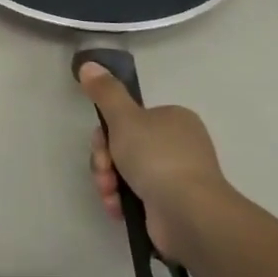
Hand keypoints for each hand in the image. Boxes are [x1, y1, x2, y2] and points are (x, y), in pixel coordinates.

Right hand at [78, 63, 226, 263]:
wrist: (189, 213)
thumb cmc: (157, 157)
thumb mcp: (124, 118)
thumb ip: (105, 92)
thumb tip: (88, 64)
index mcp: (173, 119)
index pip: (128, 119)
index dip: (106, 132)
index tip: (101, 146)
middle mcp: (177, 144)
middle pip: (124, 146)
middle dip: (105, 161)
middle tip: (104, 171)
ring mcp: (176, 176)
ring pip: (126, 172)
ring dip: (109, 182)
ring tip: (110, 195)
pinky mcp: (172, 205)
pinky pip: (137, 196)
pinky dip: (122, 201)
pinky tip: (117, 208)